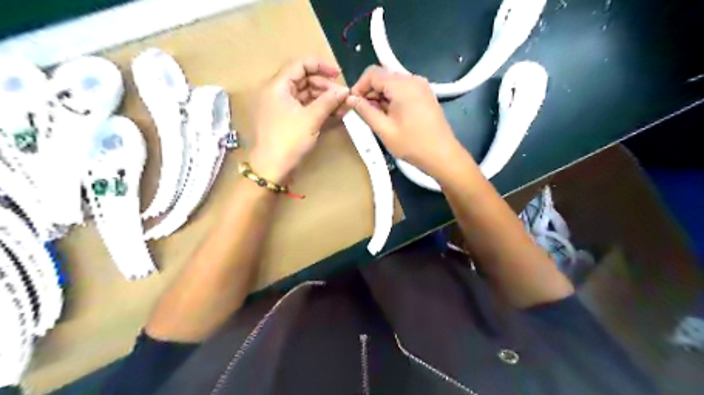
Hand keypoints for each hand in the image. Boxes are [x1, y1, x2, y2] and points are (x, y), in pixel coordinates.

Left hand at [249, 57, 349, 181]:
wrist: (272, 168)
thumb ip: (329, 101)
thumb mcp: (311, 119)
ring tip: (343, 107)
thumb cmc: (288, 140)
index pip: (300, 64)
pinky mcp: (287, 120)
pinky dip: (318, 109)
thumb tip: (345, 91)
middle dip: (326, 87)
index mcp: (278, 86)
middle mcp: (278, 92)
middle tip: (344, 97)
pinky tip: (334, 114)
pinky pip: (304, 108)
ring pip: (306, 95)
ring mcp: (282, 107)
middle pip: (304, 80)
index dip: (320, 65)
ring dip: (325, 99)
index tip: (338, 74)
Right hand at [346, 65, 465, 176]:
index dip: (359, 86)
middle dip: (370, 92)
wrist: (442, 155)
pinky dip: (392, 98)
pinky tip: (390, 115)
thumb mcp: (384, 129)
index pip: (373, 73)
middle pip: (384, 76)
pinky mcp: (425, 95)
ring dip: (381, 96)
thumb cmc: (412, 144)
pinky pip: (403, 89)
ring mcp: (422, 86)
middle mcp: (413, 79)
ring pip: (393, 83)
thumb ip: (365, 111)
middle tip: (362, 112)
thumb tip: (351, 99)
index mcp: (402, 85)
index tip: (352, 103)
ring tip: (376, 116)